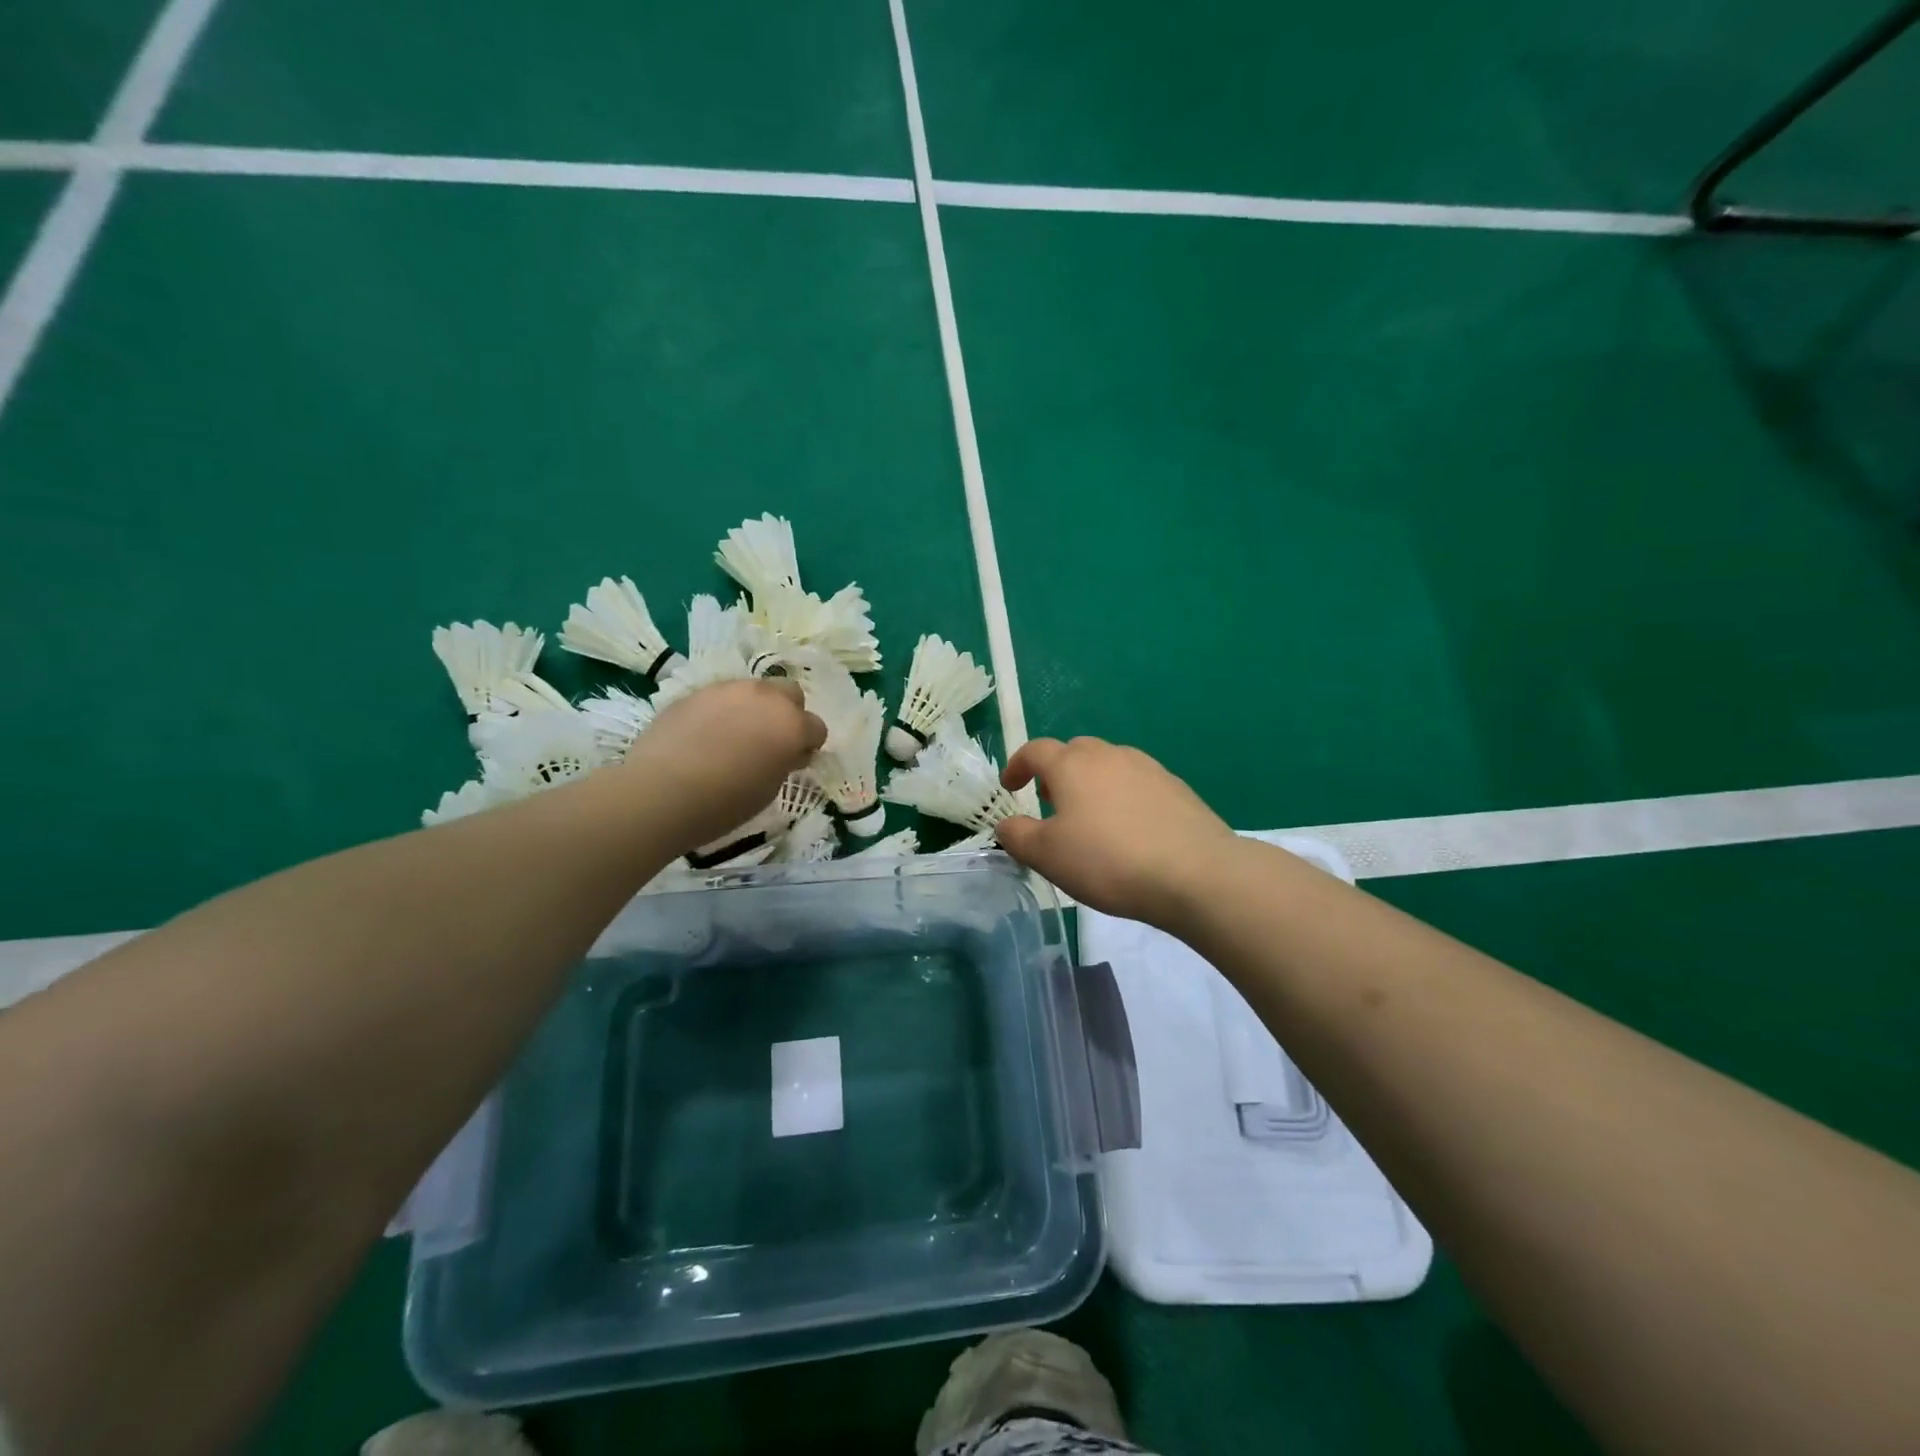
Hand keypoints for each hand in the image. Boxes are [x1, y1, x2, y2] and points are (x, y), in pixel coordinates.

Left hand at [620, 679, 825, 849]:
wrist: (661, 791)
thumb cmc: (725, 802)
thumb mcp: (769, 789)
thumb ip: (785, 762)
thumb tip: (788, 752)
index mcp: (791, 724)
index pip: (816, 727)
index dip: (808, 745)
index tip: (794, 761)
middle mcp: (765, 697)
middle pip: (790, 693)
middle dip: (787, 713)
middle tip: (771, 740)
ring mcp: (728, 689)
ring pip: (754, 690)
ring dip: (754, 708)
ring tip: (734, 736)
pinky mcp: (696, 691)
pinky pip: (721, 696)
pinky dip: (722, 711)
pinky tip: (705, 735)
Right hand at [996, 737, 1237, 928]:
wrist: (1195, 873)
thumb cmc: (1108, 861)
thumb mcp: (1047, 855)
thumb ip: (1017, 835)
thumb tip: (1007, 824)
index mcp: (1072, 764)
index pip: (1035, 750)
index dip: (1017, 765)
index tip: (1010, 786)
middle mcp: (1109, 755)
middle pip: (1075, 751)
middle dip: (1057, 771)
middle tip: (1050, 802)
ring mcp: (1148, 768)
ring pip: (1109, 765)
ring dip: (1091, 783)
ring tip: (1090, 817)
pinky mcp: (1176, 788)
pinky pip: (1137, 783)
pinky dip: (1123, 797)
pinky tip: (1129, 829)